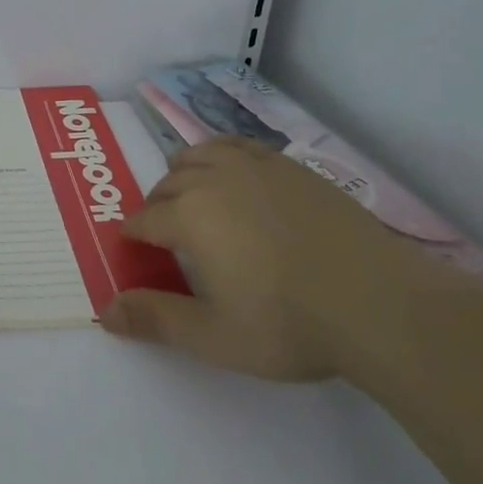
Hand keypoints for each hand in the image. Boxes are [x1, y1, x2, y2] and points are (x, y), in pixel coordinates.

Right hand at [101, 138, 480, 382]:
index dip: (135, 234)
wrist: (377, 302)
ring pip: (201, 154)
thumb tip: (105, 312)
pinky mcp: (290, 166)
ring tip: (193, 195)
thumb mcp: (214, 336)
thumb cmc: (288, 324)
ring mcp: (255, 166)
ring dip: (185, 172)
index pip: (146, 218)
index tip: (134, 247)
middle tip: (166, 234)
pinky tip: (236, 178)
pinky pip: (239, 147)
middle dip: (157, 205)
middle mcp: (214, 178)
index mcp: (189, 215)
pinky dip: (223, 157)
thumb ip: (156, 320)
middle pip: (169, 182)